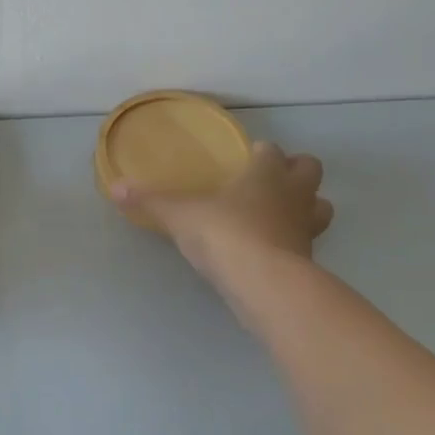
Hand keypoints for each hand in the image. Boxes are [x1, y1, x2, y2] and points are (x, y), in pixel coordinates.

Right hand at [112, 141, 333, 283]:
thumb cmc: (225, 234)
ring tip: (277, 215)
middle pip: (309, 170)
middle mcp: (293, 194)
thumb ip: (150, 201)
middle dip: (295, 172)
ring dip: (305, 206)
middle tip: (269, 183)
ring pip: (320, 206)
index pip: (272, 151)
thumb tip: (115, 187)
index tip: (247, 158)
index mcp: (267, 173)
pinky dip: (294, 242)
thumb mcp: (179, 216)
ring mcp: (306, 228)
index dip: (262, 153)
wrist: (263, 283)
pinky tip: (271, 250)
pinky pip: (307, 242)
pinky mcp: (309, 259)